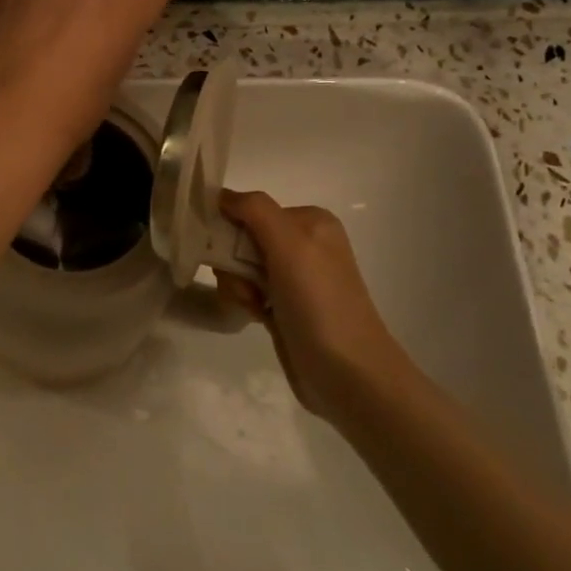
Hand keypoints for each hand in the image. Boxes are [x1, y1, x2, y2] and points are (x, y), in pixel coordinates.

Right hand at [216, 191, 416, 422]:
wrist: (349, 375)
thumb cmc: (320, 302)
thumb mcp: (290, 244)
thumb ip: (255, 209)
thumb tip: (221, 194)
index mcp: (310, 221)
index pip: (250, 210)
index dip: (232, 231)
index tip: (230, 255)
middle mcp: (304, 244)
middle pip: (242, 239)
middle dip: (234, 263)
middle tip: (249, 287)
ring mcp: (295, 278)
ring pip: (240, 268)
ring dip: (237, 286)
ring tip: (255, 307)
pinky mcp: (285, 307)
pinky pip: (247, 291)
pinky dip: (244, 302)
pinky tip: (257, 317)